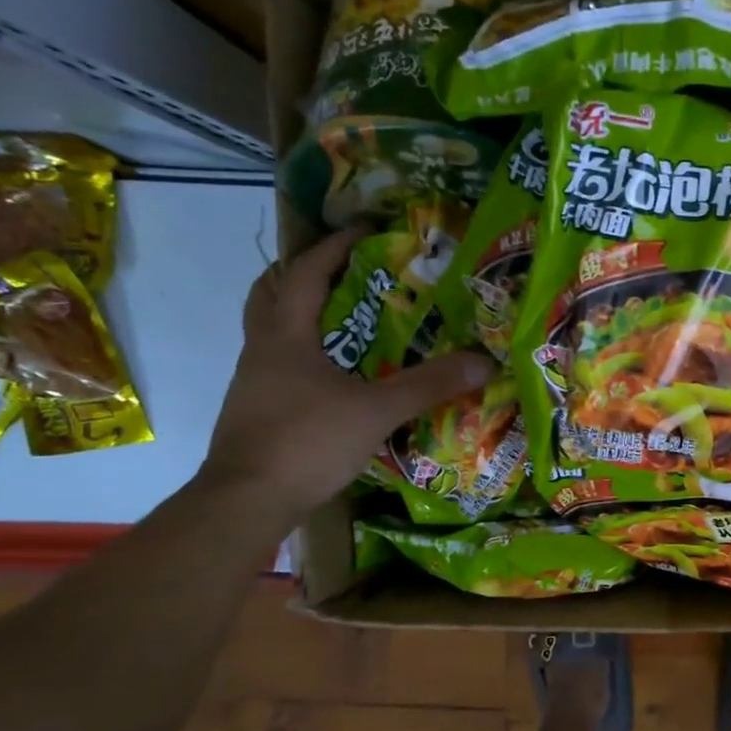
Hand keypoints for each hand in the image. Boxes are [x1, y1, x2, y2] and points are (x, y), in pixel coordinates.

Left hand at [200, 227, 494, 521]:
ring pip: (273, 330)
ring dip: (304, 314)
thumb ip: (428, 385)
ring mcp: (254, 381)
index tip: (367, 229)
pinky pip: (281, 364)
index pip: (306, 272)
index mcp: (285, 335)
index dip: (335, 245)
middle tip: (345, 271)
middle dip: (306, 273)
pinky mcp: (257, 409)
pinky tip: (336, 376)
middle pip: (272, 292)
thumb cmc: (307, 442)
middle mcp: (261, 348)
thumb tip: (484, 362)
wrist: (247, 500)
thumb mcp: (376, 411)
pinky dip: (306, 354)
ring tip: (348, 320)